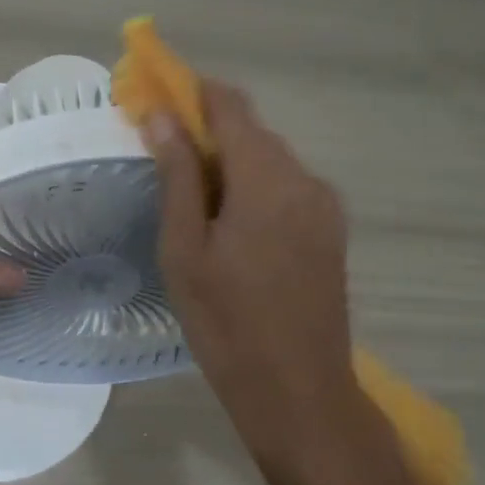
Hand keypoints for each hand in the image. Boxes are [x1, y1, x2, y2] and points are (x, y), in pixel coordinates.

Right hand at [146, 81, 390, 478]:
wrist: (299, 393)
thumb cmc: (226, 321)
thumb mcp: (184, 247)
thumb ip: (178, 174)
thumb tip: (161, 115)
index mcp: (267, 179)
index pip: (229, 105)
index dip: (191, 91)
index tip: (155, 95)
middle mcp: (305, 180)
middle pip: (250, 131)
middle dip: (205, 130)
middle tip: (160, 154)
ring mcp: (324, 206)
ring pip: (268, 159)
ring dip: (228, 161)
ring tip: (188, 198)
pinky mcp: (330, 231)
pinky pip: (284, 187)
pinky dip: (250, 186)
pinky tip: (226, 224)